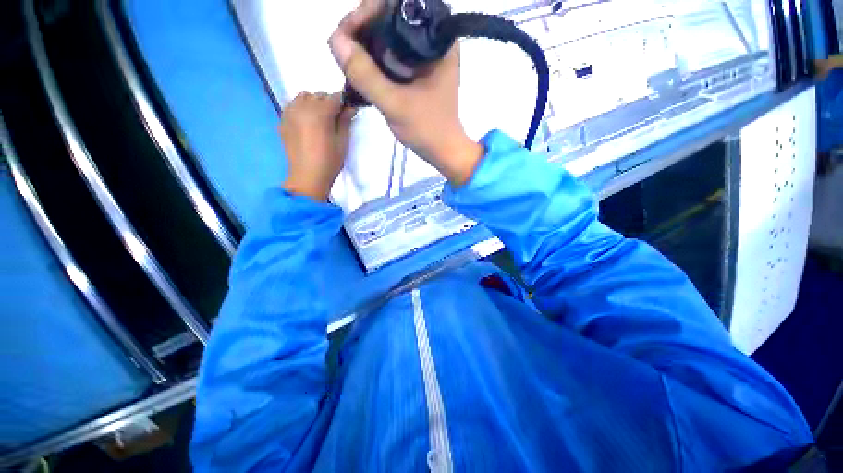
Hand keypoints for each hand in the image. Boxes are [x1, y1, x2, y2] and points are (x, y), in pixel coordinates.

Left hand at [281, 92, 356, 200]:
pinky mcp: (283, 121)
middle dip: (328, 102)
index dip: (343, 103)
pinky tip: (306, 122)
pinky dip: (301, 108)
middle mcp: (302, 108)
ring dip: (313, 103)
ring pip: (303, 97)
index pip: (334, 97)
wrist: (307, 177)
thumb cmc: (329, 162)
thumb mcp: (342, 142)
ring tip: (319, 119)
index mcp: (319, 113)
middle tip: (334, 118)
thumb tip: (350, 107)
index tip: (347, 112)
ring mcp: (290, 113)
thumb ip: (345, 121)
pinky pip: (292, 105)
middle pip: (318, 95)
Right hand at [328, 1, 483, 185]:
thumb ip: (366, 75)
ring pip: (390, 36)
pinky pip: (393, 54)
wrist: (443, 151)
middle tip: (345, 47)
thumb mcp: (395, 104)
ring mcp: (426, 56)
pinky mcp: (420, 70)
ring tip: (349, 57)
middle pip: (392, 17)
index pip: (398, 5)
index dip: (370, 11)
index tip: (349, 31)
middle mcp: (434, 40)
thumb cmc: (427, 129)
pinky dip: (376, 58)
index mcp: (438, 40)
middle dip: (364, 27)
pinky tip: (362, 67)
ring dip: (367, 43)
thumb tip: (335, 40)